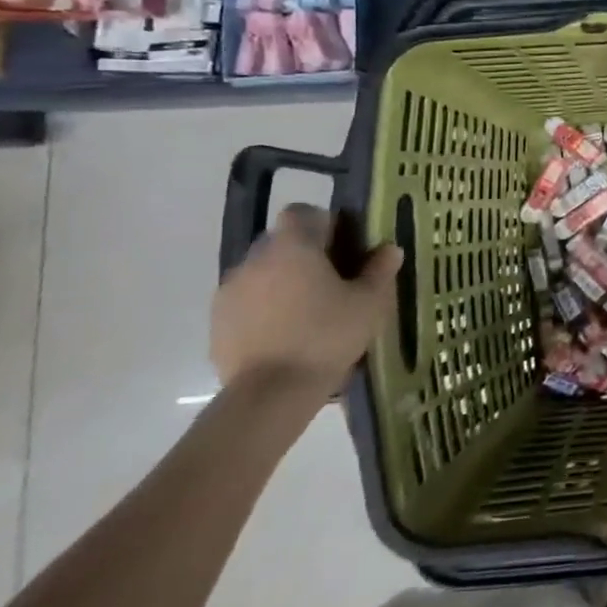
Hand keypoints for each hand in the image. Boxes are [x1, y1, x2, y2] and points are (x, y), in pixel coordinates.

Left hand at [211, 204, 402, 407]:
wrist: (271, 393)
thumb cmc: (327, 336)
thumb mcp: (369, 303)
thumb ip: (380, 270)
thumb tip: (388, 248)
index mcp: (292, 246)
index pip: (302, 212)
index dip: (325, 224)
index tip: (344, 248)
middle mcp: (255, 259)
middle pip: (282, 243)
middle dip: (305, 256)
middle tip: (333, 283)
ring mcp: (230, 291)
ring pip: (263, 273)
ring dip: (283, 283)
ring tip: (308, 313)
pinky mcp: (218, 322)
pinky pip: (247, 302)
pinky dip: (265, 309)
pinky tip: (286, 335)